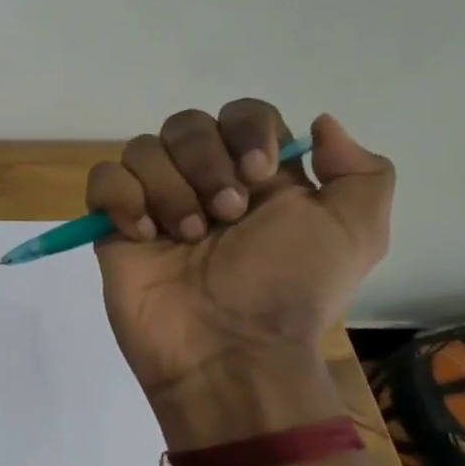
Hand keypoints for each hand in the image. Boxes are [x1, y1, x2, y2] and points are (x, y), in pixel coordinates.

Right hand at [86, 100, 394, 399]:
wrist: (228, 351)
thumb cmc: (288, 290)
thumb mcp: (356, 235)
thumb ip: (360, 173)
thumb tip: (322, 124)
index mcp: (258, 177)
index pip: (243, 114)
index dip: (246, 131)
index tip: (258, 174)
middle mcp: (204, 180)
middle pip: (187, 124)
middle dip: (205, 163)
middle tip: (225, 215)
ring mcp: (155, 201)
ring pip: (142, 148)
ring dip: (168, 188)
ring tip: (186, 237)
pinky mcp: (114, 224)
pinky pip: (104, 179)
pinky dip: (123, 199)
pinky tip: (143, 236)